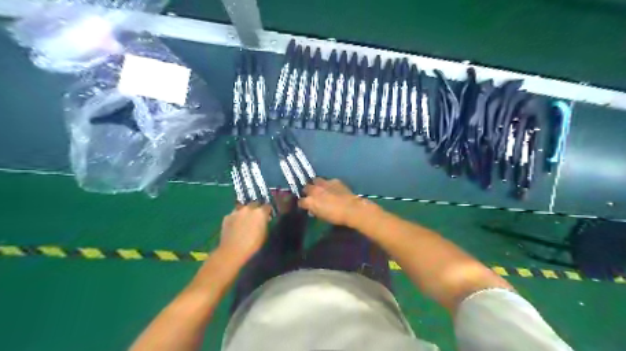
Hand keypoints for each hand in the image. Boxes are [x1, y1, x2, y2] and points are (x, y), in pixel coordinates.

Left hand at [219, 203, 270, 263]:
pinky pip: (234, 214)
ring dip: (245, 211)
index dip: (267, 211)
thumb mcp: (264, 234)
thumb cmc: (252, 245)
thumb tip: (264, 219)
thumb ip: (264, 223)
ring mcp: (236, 211)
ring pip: (243, 207)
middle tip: (256, 217)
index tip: (267, 216)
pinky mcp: (227, 216)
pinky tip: (235, 225)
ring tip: (244, 219)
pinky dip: (236, 217)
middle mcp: (248, 208)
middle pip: (255, 204)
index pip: (267, 206)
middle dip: (256, 209)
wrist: (232, 251)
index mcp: (260, 212)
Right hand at [298, 178, 367, 227]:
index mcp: (310, 201)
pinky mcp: (334, 180)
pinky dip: (328, 184)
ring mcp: (324, 183)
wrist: (351, 209)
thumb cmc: (335, 217)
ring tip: (320, 188)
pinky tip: (332, 188)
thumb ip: (314, 210)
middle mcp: (314, 190)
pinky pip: (328, 181)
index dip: (303, 204)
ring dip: (316, 184)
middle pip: (306, 187)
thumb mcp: (321, 216)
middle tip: (312, 195)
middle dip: (308, 191)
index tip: (305, 205)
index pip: (301, 201)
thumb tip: (312, 209)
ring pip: (315, 180)